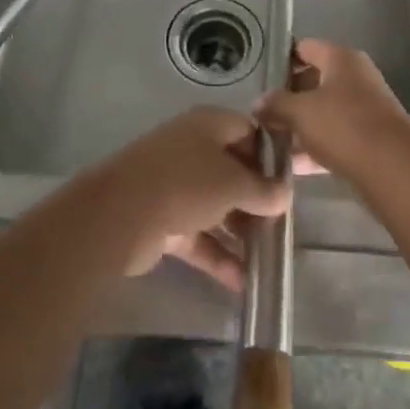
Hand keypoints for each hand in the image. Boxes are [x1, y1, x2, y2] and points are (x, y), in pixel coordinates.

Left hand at [92, 107, 288, 290]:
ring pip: (216, 206)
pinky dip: (217, 255)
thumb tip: (284, 195)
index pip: (248, 132)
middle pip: (232, 171)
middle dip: (256, 199)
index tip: (289, 183)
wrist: (120, 215)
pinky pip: (198, 235)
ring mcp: (175, 185)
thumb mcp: (233, 184)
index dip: (270, 155)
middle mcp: (192, 149)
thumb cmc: (186, 183)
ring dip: (239, 232)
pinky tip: (241, 283)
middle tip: (281, 225)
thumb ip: (262, 191)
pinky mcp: (163, 220)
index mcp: (209, 125)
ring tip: (267, 259)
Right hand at [257, 39, 409, 181]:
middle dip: (289, 97)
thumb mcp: (300, 112)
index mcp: (341, 58)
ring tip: (273, 141)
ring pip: (325, 111)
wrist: (394, 169)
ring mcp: (367, 108)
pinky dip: (317, 147)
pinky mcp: (372, 138)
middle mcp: (356, 77)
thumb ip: (276, 104)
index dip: (282, 59)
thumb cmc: (343, 126)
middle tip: (262, 113)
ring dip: (302, 125)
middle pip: (315, 80)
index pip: (306, 47)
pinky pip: (337, 136)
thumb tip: (259, 102)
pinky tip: (295, 166)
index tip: (260, 76)